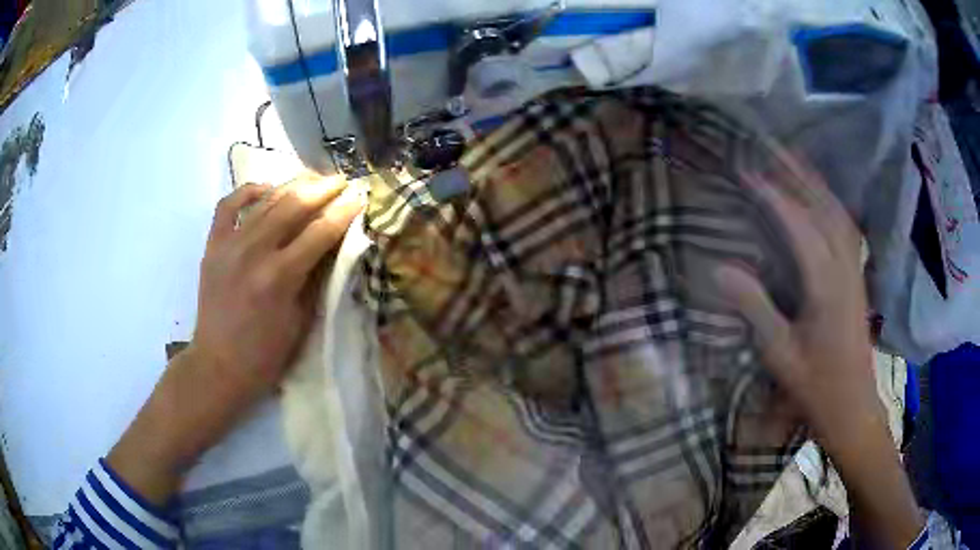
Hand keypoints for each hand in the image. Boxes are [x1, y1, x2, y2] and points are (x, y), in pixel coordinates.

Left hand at [108, 175, 361, 504]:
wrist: (218, 365)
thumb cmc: (265, 355)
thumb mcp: (301, 322)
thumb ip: (316, 278)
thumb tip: (333, 245)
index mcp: (280, 277)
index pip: (320, 231)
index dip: (344, 211)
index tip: (360, 196)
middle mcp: (254, 252)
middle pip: (294, 205)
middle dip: (323, 189)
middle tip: (341, 181)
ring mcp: (229, 244)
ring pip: (266, 199)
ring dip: (294, 184)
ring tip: (313, 180)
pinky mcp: (213, 245)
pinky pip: (228, 205)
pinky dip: (248, 192)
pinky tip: (266, 189)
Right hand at [715, 159, 922, 548]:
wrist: (852, 407)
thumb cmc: (815, 386)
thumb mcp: (780, 354)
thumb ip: (755, 307)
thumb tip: (721, 267)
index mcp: (825, 285)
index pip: (798, 225)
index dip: (773, 195)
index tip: (746, 172)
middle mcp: (844, 268)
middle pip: (823, 208)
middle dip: (796, 174)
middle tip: (770, 146)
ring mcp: (855, 271)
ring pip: (838, 214)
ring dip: (815, 183)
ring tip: (793, 160)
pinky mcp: (857, 278)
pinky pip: (845, 228)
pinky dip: (831, 203)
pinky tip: (821, 198)